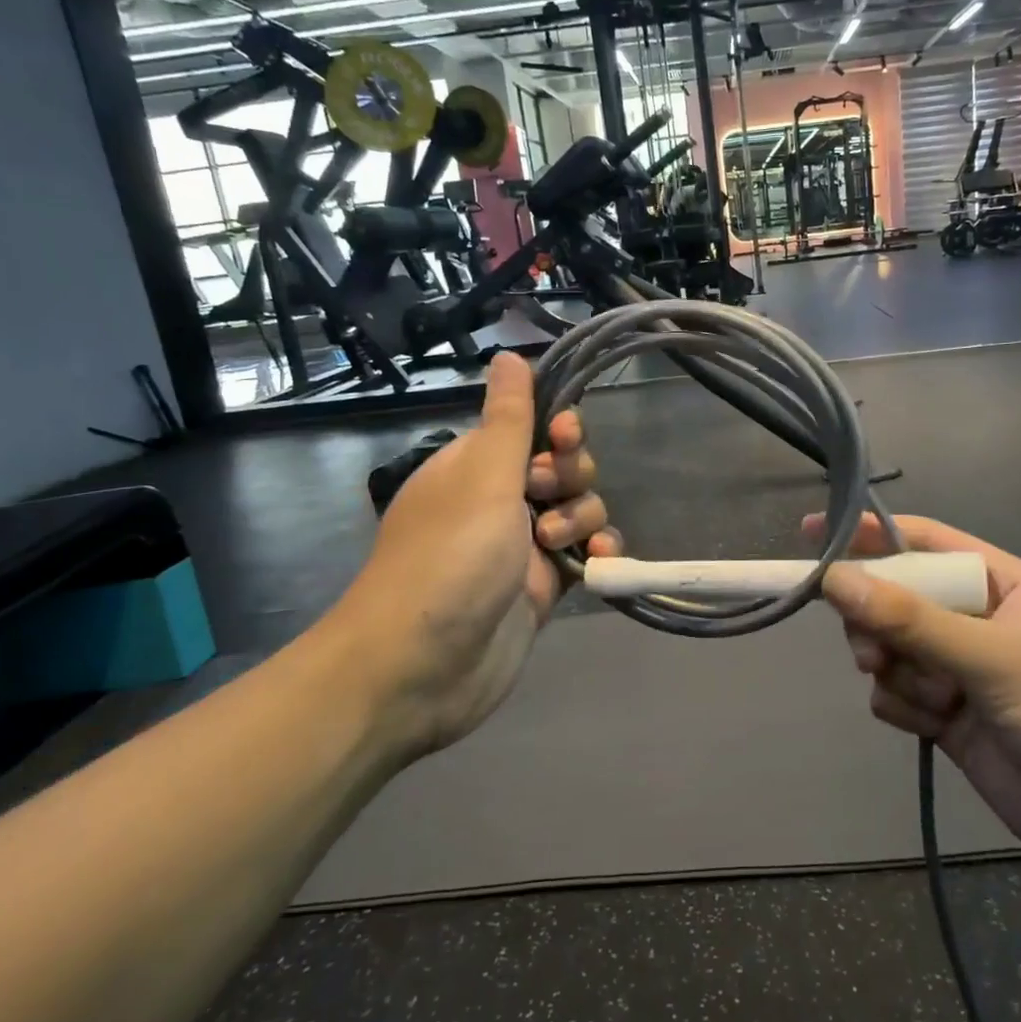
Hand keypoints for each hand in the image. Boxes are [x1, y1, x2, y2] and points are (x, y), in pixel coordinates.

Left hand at [324, 352, 619, 759]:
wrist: (420, 668)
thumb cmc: (449, 558)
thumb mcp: (482, 477)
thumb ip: (509, 418)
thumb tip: (509, 353)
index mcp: (475, 467)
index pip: (530, 428)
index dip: (557, 429)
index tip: (566, 437)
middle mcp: (498, 501)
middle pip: (562, 468)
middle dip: (570, 477)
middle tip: (548, 497)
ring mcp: (521, 547)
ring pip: (577, 511)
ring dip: (582, 519)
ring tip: (558, 544)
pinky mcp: (542, 588)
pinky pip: (582, 556)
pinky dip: (595, 554)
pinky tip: (600, 562)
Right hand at [808, 513, 1020, 899]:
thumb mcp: (993, 660)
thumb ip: (910, 620)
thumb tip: (833, 578)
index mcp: (1001, 585)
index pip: (922, 543)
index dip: (868, 534)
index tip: (809, 534)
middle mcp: (978, 621)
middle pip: (896, 598)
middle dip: (878, 621)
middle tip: (873, 650)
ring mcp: (963, 672)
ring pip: (892, 649)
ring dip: (894, 670)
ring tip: (928, 698)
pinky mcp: (952, 720)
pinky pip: (898, 694)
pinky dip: (902, 705)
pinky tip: (930, 726)